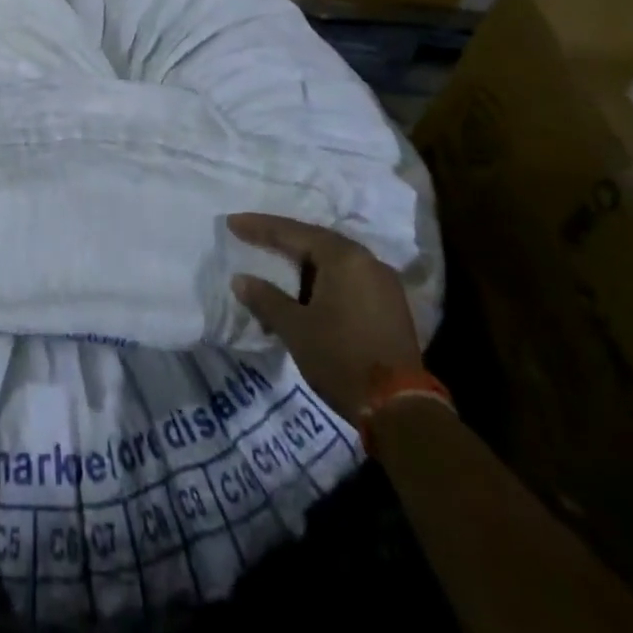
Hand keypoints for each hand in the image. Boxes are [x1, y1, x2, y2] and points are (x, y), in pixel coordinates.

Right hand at [227, 213, 421, 424]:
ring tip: (275, 267)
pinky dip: (322, 280)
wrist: (400, 411)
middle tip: (251, 237)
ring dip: (302, 264)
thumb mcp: (295, 328)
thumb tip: (240, 280)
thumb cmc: (341, 358)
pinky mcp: (390, 307)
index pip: (292, 232)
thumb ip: (265, 298)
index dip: (259, 228)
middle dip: (281, 241)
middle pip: (315, 241)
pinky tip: (305, 293)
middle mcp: (366, 261)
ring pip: (332, 262)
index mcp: (343, 257)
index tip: (232, 222)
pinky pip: (347, 279)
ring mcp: (383, 284)